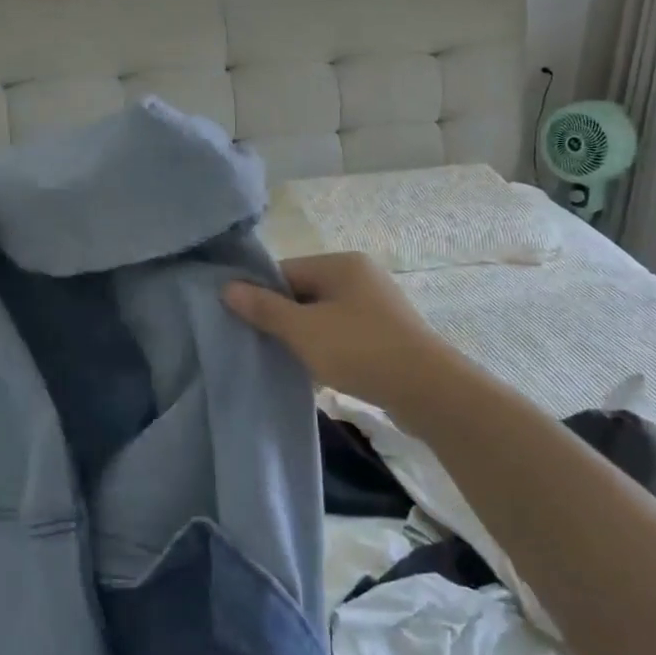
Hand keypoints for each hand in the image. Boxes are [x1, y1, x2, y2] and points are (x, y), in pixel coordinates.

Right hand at [224, 252, 459, 411]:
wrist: (429, 391)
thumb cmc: (360, 350)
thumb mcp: (303, 330)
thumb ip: (264, 308)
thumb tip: (227, 287)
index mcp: (341, 263)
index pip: (286, 270)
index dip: (261, 295)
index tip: (244, 323)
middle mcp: (360, 275)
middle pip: (304, 291)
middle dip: (283, 318)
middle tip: (262, 345)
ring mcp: (377, 304)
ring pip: (324, 315)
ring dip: (305, 336)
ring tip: (288, 361)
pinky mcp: (387, 333)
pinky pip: (344, 333)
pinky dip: (328, 348)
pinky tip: (318, 371)